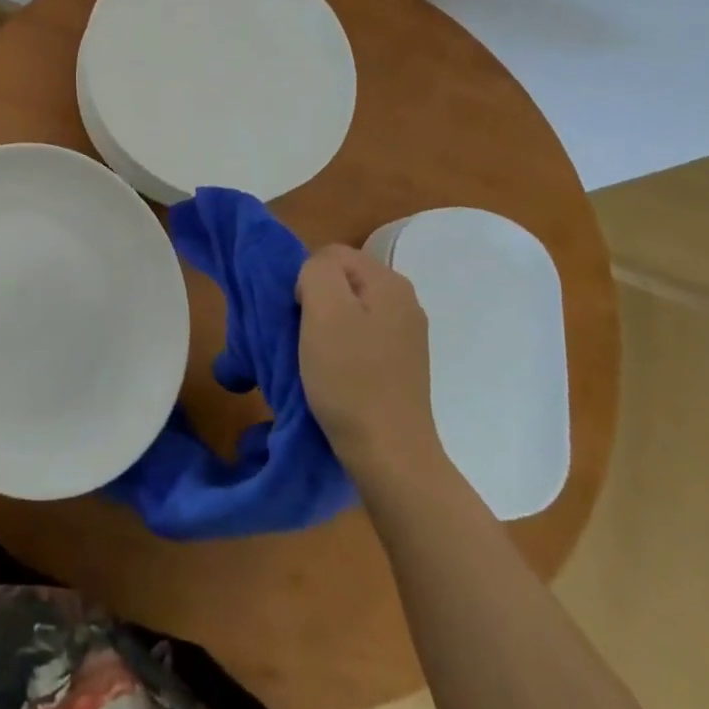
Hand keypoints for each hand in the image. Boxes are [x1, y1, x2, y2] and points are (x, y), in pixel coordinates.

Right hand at [296, 244, 445, 482]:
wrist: (389, 454)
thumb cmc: (350, 378)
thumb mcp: (325, 311)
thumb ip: (318, 271)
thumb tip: (316, 277)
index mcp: (389, 282)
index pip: (331, 254)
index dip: (306, 280)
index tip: (302, 318)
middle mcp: (404, 301)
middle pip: (342, 280)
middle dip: (317, 302)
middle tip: (306, 338)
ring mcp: (406, 334)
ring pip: (349, 310)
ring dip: (326, 328)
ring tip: (318, 359)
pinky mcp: (401, 364)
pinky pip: (361, 337)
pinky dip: (342, 349)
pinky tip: (337, 374)